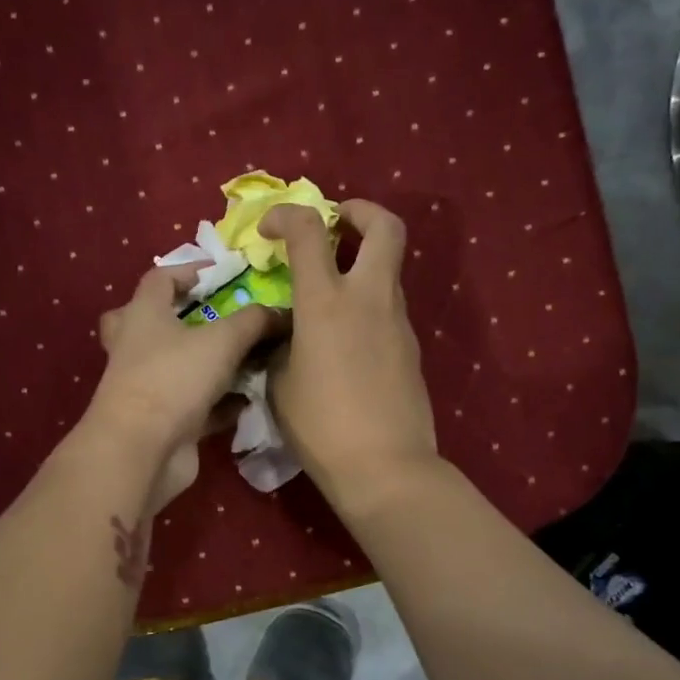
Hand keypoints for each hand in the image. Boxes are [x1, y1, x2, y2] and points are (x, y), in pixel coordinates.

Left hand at [86, 262, 279, 510]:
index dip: (188, 270)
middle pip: (150, 323)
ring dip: (209, 364)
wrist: (142, 450)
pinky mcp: (162, 421)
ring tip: (250, 359)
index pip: (159, 279)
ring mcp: (147, 387)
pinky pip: (196, 405)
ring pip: (177, 367)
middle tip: (213, 318)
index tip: (221, 273)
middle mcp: (137, 348)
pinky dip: (221, 402)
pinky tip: (250, 400)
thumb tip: (281, 312)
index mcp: (143, 315)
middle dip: (181, 318)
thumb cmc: (174, 379)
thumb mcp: (222, 340)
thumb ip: (254, 321)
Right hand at [260, 200, 437, 514]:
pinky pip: (388, 309)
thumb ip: (278, 347)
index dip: (286, 215)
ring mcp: (397, 322)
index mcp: (326, 302)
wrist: (384, 467)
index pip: (310, 230)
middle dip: (360, 212)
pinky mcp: (411, 348)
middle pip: (385, 227)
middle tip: (336, 224)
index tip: (269, 229)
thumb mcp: (278, 384)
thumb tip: (283, 335)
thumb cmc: (320, 427)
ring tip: (330, 294)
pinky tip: (345, 341)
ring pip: (389, 270)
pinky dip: (367, 305)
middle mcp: (368, 299)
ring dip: (363, 263)